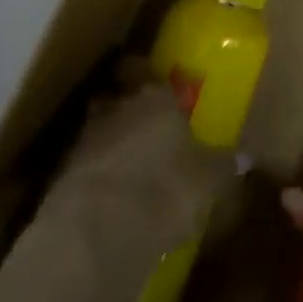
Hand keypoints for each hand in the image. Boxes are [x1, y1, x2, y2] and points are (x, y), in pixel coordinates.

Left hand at [49, 64, 234, 255]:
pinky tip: (112, 198)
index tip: (153, 80)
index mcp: (154, 97)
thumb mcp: (210, 180)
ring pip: (98, 132)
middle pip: (116, 97)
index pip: (142, 68)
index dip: (145, 72)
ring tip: (130, 165)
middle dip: (127, 108)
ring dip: (110, 143)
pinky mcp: (59, 179)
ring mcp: (82, 143)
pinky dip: (97, 177)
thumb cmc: (165, 188)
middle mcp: (115, 109)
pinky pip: (85, 168)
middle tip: (146, 124)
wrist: (96, 233)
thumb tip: (244, 157)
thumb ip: (223, 165)